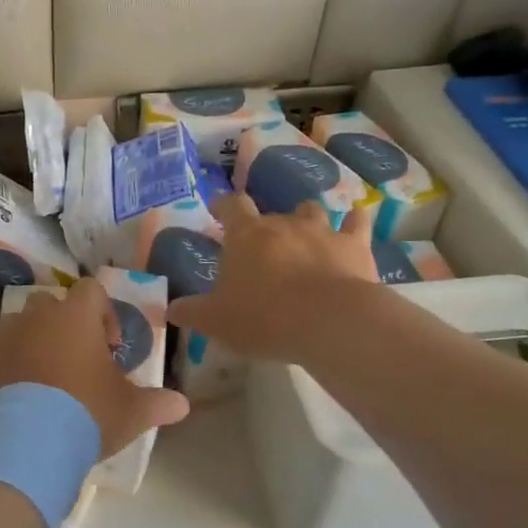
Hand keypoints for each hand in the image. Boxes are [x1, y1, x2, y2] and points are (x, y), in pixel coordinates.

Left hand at [0, 277, 189, 458]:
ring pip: (19, 326)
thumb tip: (182, 405)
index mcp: (75, 316)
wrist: (24, 443)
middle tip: (76, 363)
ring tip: (43, 381)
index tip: (108, 347)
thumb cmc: (86, 415)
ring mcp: (2, 336)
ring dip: (32, 343)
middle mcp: (36, 316)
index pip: (91, 290)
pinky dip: (6, 365)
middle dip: (64, 327)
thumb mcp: (131, 412)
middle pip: (51, 305)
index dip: (103, 313)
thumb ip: (158, 403)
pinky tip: (16, 397)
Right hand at [165, 195, 381, 363]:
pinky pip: (358, 224)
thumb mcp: (216, 321)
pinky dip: (355, 222)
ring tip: (305, 235)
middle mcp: (283, 224)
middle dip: (266, 226)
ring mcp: (322, 231)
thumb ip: (192, 312)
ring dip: (307, 219)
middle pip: (272, 212)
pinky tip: (356, 224)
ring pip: (312, 210)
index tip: (219, 208)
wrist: (329, 322)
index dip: (224, 205)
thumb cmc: (263, 317)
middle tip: (262, 246)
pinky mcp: (355, 246)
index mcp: (246, 235)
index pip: (231, 206)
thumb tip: (170, 309)